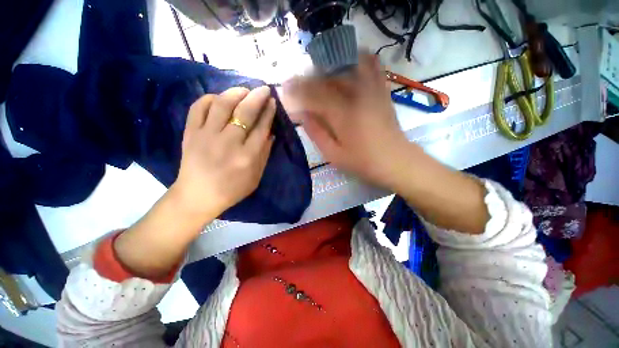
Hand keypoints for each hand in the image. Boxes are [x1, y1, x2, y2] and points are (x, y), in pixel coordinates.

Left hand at [170, 86, 275, 218]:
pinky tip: (218, 98)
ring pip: (222, 105)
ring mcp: (206, 136)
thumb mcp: (256, 177)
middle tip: (264, 89)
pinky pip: (198, 108)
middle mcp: (228, 142)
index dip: (268, 112)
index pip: (261, 127)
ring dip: (235, 93)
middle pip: (245, 112)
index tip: (272, 102)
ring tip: (244, 90)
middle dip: (257, 97)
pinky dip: (208, 98)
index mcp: (247, 156)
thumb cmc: (231, 190)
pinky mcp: (190, 133)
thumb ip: (264, 155)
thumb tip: (270, 134)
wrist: (198, 196)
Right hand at [283, 54, 415, 189]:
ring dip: (329, 66)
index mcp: (341, 114)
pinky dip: (359, 58)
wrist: (395, 161)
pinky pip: (372, 65)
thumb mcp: (334, 154)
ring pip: (346, 67)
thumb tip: (303, 115)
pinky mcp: (381, 91)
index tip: (285, 88)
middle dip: (308, 78)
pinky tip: (349, 60)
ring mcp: (371, 90)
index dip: (297, 89)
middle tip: (297, 83)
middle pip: (327, 77)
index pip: (313, 93)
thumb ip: (316, 133)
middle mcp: (355, 95)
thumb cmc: (362, 162)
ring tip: (318, 73)